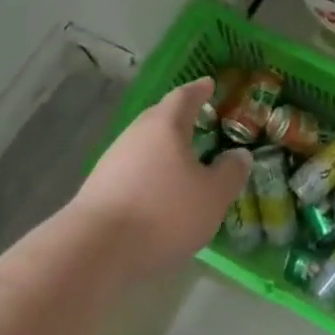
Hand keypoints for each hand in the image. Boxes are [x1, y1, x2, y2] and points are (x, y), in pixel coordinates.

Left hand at [72, 77, 249, 279]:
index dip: (199, 90)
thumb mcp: (212, 196)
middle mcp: (137, 133)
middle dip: (180, 117)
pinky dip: (149, 172)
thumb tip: (240, 155)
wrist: (94, 250)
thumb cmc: (163, 213)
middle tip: (199, 119)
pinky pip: (132, 168)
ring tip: (183, 159)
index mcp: (165, 125)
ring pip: (145, 144)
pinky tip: (159, 190)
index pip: (184, 96)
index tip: (209, 84)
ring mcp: (113, 160)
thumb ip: (230, 172)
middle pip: (160, 117)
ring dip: (163, 147)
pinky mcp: (99, 187)